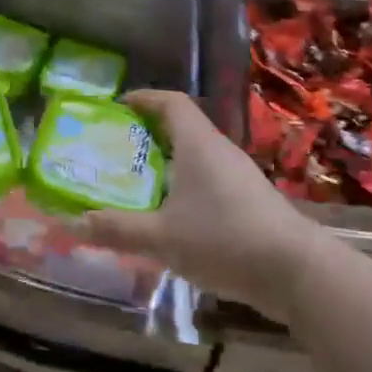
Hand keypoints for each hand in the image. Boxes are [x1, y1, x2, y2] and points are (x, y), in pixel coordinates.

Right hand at [83, 90, 311, 318]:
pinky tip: (171, 217)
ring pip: (196, 157)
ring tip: (137, 184)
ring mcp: (239, 176)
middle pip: (181, 128)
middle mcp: (219, 151)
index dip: (143, 99)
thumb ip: (117, 229)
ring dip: (167, 165)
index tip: (117, 107)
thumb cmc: (224, 239)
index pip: (170, 102)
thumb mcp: (162, 237)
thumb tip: (74, 222)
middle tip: (115, 150)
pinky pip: (209, 181)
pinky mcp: (250, 202)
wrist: (297, 273)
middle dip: (147, 135)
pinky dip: (185, 188)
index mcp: (198, 144)